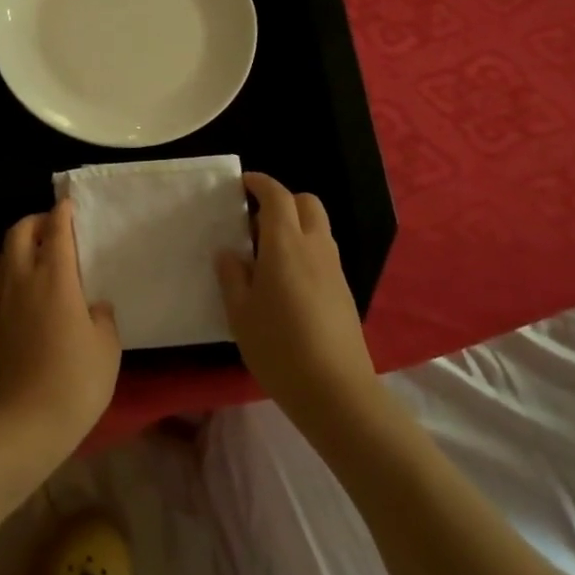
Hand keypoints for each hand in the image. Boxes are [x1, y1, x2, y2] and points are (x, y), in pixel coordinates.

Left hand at [0, 198, 121, 461]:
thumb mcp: (107, 347)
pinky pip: (1, 280)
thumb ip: (102, 317)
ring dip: (19, 243)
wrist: (26, 422)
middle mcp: (24, 281)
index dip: (62, 214)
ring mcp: (4, 302)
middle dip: (34, 221)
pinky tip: (30, 286)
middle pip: (18, 234)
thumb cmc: (76, 381)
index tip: (68, 204)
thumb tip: (93, 305)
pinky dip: (13, 269)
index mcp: (55, 279)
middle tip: (53, 226)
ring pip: (4, 255)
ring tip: (39, 252)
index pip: (56, 233)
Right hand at [216, 173, 379, 420]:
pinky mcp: (344, 291)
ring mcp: (334, 269)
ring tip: (265, 255)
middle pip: (306, 203)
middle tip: (254, 222)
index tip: (242, 184)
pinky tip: (285, 282)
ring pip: (318, 228)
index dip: (260, 184)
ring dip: (294, 226)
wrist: (335, 391)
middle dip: (282, 201)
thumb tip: (230, 253)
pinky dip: (304, 250)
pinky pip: (322, 253)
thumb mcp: (240, 311)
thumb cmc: (278, 346)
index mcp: (286, 245)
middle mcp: (315, 248)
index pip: (277, 197)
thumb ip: (232, 275)